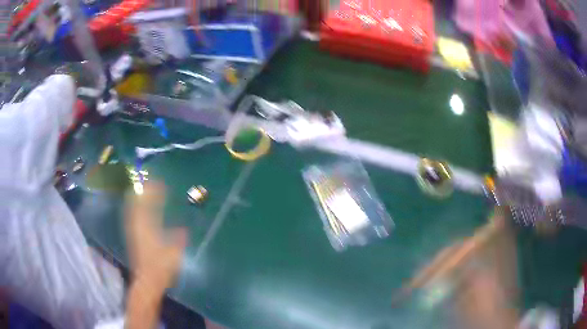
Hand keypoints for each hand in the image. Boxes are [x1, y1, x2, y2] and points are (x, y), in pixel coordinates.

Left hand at [125, 181, 186, 292]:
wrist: (147, 281)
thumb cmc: (161, 267)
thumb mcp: (174, 253)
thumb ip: (179, 240)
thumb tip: (184, 229)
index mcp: (147, 228)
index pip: (148, 205)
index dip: (153, 192)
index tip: (160, 183)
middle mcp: (137, 226)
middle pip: (136, 202)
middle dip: (142, 190)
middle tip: (149, 180)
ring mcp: (133, 231)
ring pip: (132, 208)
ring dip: (137, 197)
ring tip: (143, 188)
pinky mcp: (133, 236)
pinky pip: (132, 215)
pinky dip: (135, 207)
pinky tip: (138, 207)